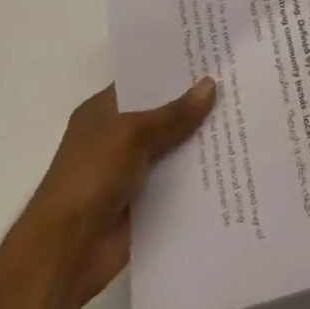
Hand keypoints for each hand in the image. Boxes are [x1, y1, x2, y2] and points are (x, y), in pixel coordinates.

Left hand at [14, 79, 216, 308]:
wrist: (66, 252)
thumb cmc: (90, 178)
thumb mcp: (132, 134)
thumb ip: (173, 114)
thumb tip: (210, 85)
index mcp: (104, 110)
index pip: (144, 80)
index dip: (174, 69)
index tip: (212, 56)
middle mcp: (117, 136)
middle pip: (162, 113)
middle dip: (194, 104)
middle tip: (237, 83)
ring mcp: (130, 170)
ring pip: (172, 147)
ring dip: (199, 140)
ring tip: (243, 119)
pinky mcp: (143, 202)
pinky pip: (176, 181)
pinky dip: (197, 175)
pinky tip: (231, 162)